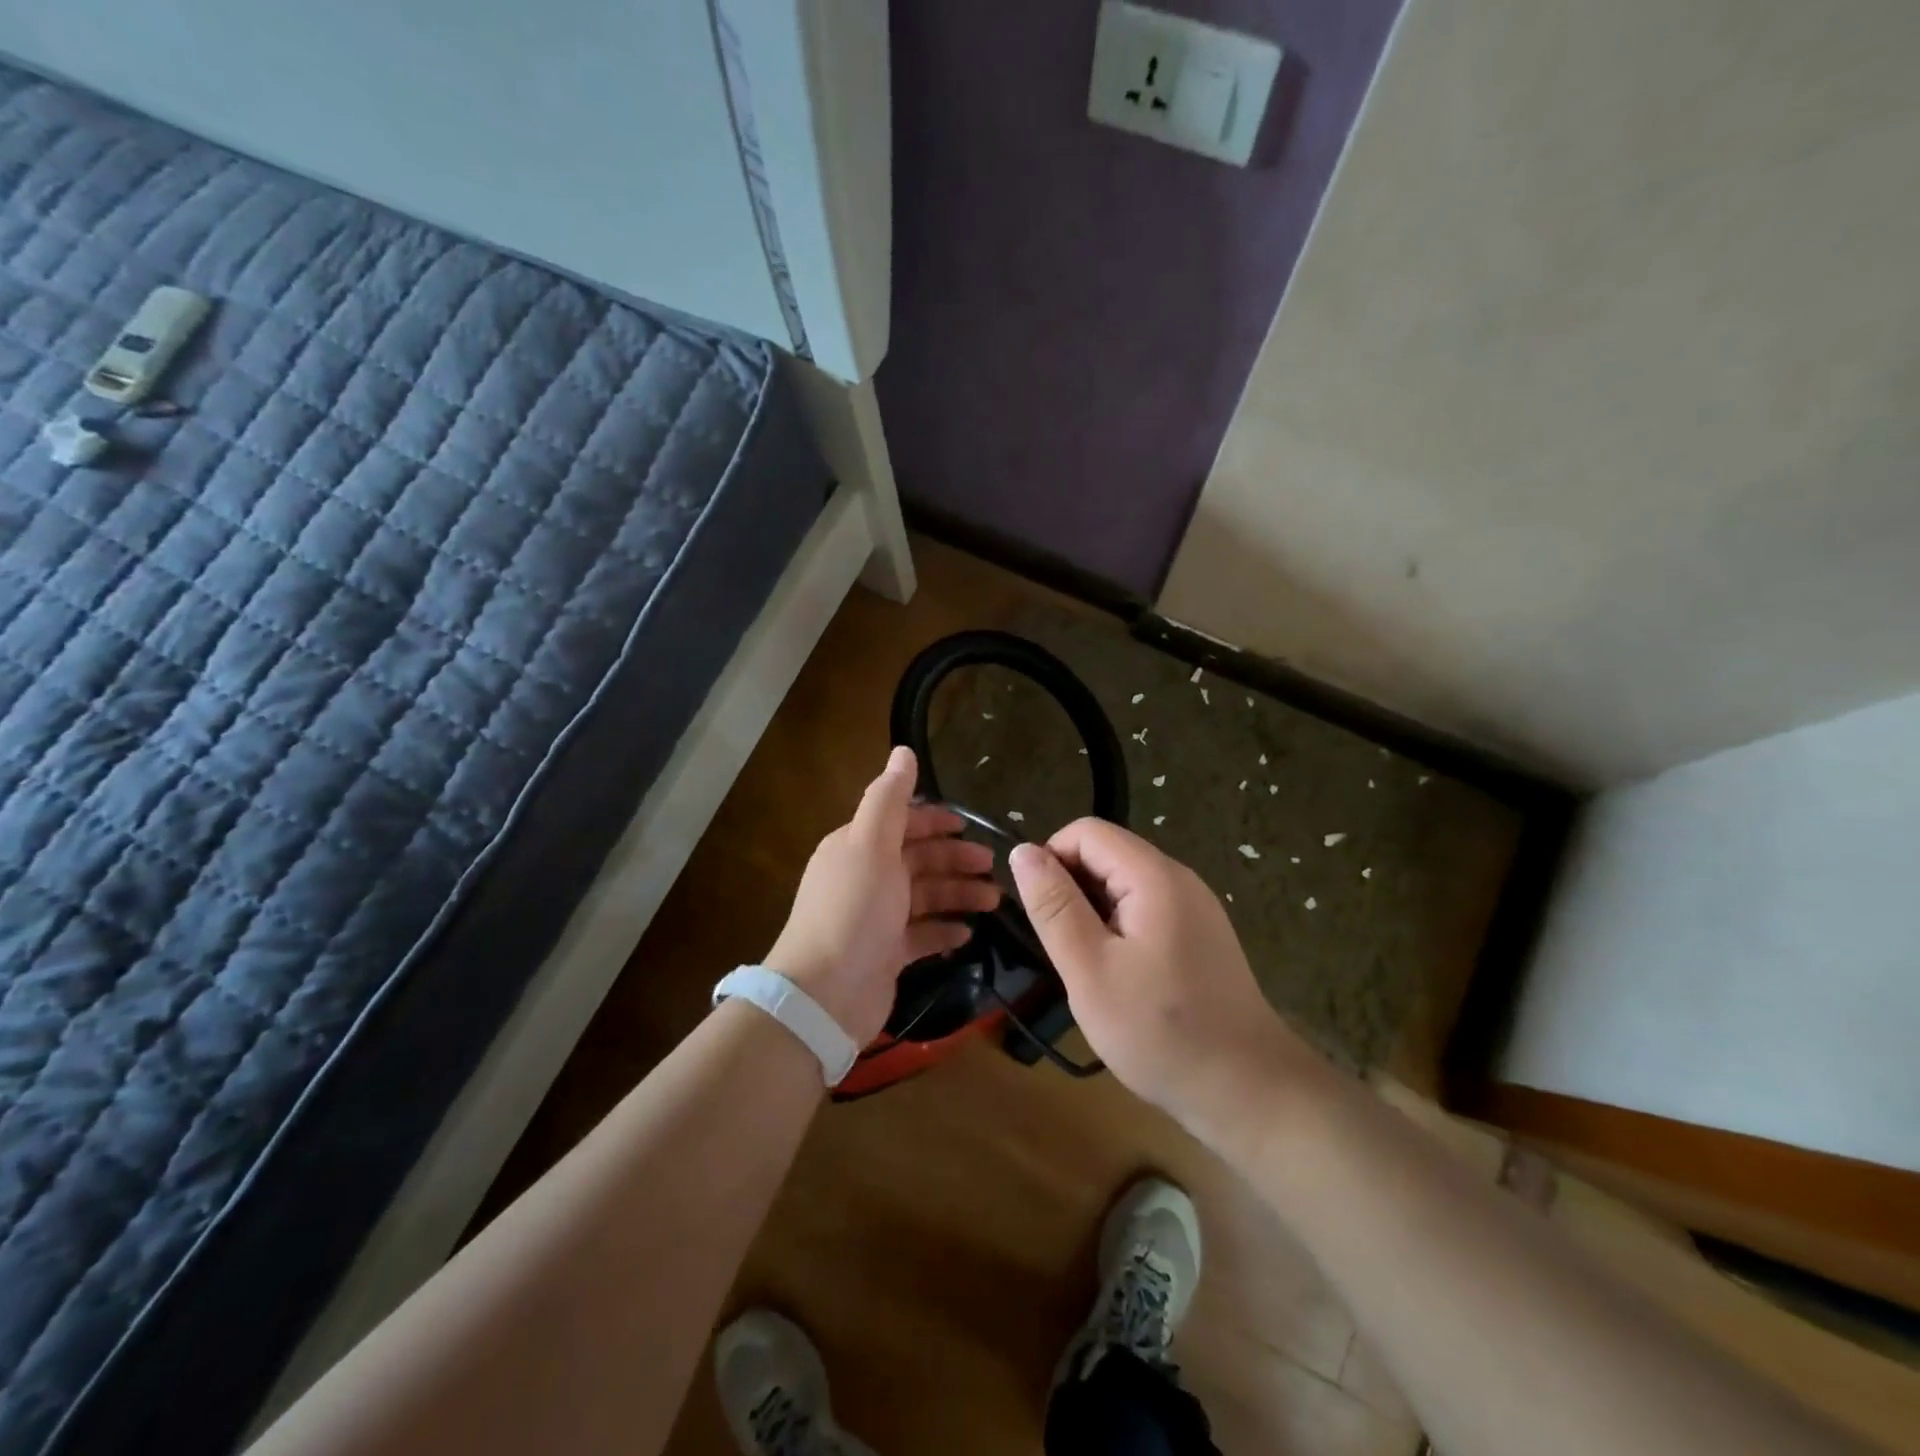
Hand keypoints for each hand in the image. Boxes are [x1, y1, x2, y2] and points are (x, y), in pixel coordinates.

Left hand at [766, 746, 999, 1044]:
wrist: (826, 993)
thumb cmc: (853, 909)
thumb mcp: (871, 844)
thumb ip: (889, 798)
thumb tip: (903, 750)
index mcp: (858, 846)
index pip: (901, 823)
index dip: (935, 822)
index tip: (969, 828)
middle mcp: (866, 877)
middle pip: (918, 859)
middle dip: (955, 860)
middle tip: (994, 868)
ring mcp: (876, 918)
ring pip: (924, 896)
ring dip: (958, 894)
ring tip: (994, 902)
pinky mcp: (886, 954)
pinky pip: (921, 934)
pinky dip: (943, 930)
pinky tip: (966, 933)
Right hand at [1008, 819, 1316, 1136]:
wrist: (1247, 1091)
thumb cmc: (1160, 1031)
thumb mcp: (1089, 968)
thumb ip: (1054, 906)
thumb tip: (1022, 851)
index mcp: (1154, 876)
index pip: (1087, 832)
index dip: (1052, 860)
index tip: (1040, 914)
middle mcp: (1179, 878)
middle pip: (1108, 853)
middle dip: (1072, 889)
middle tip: (1064, 950)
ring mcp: (1195, 907)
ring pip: (1124, 884)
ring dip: (1094, 912)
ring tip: (1089, 967)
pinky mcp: (1201, 934)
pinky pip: (1146, 909)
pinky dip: (1120, 929)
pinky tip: (1121, 976)